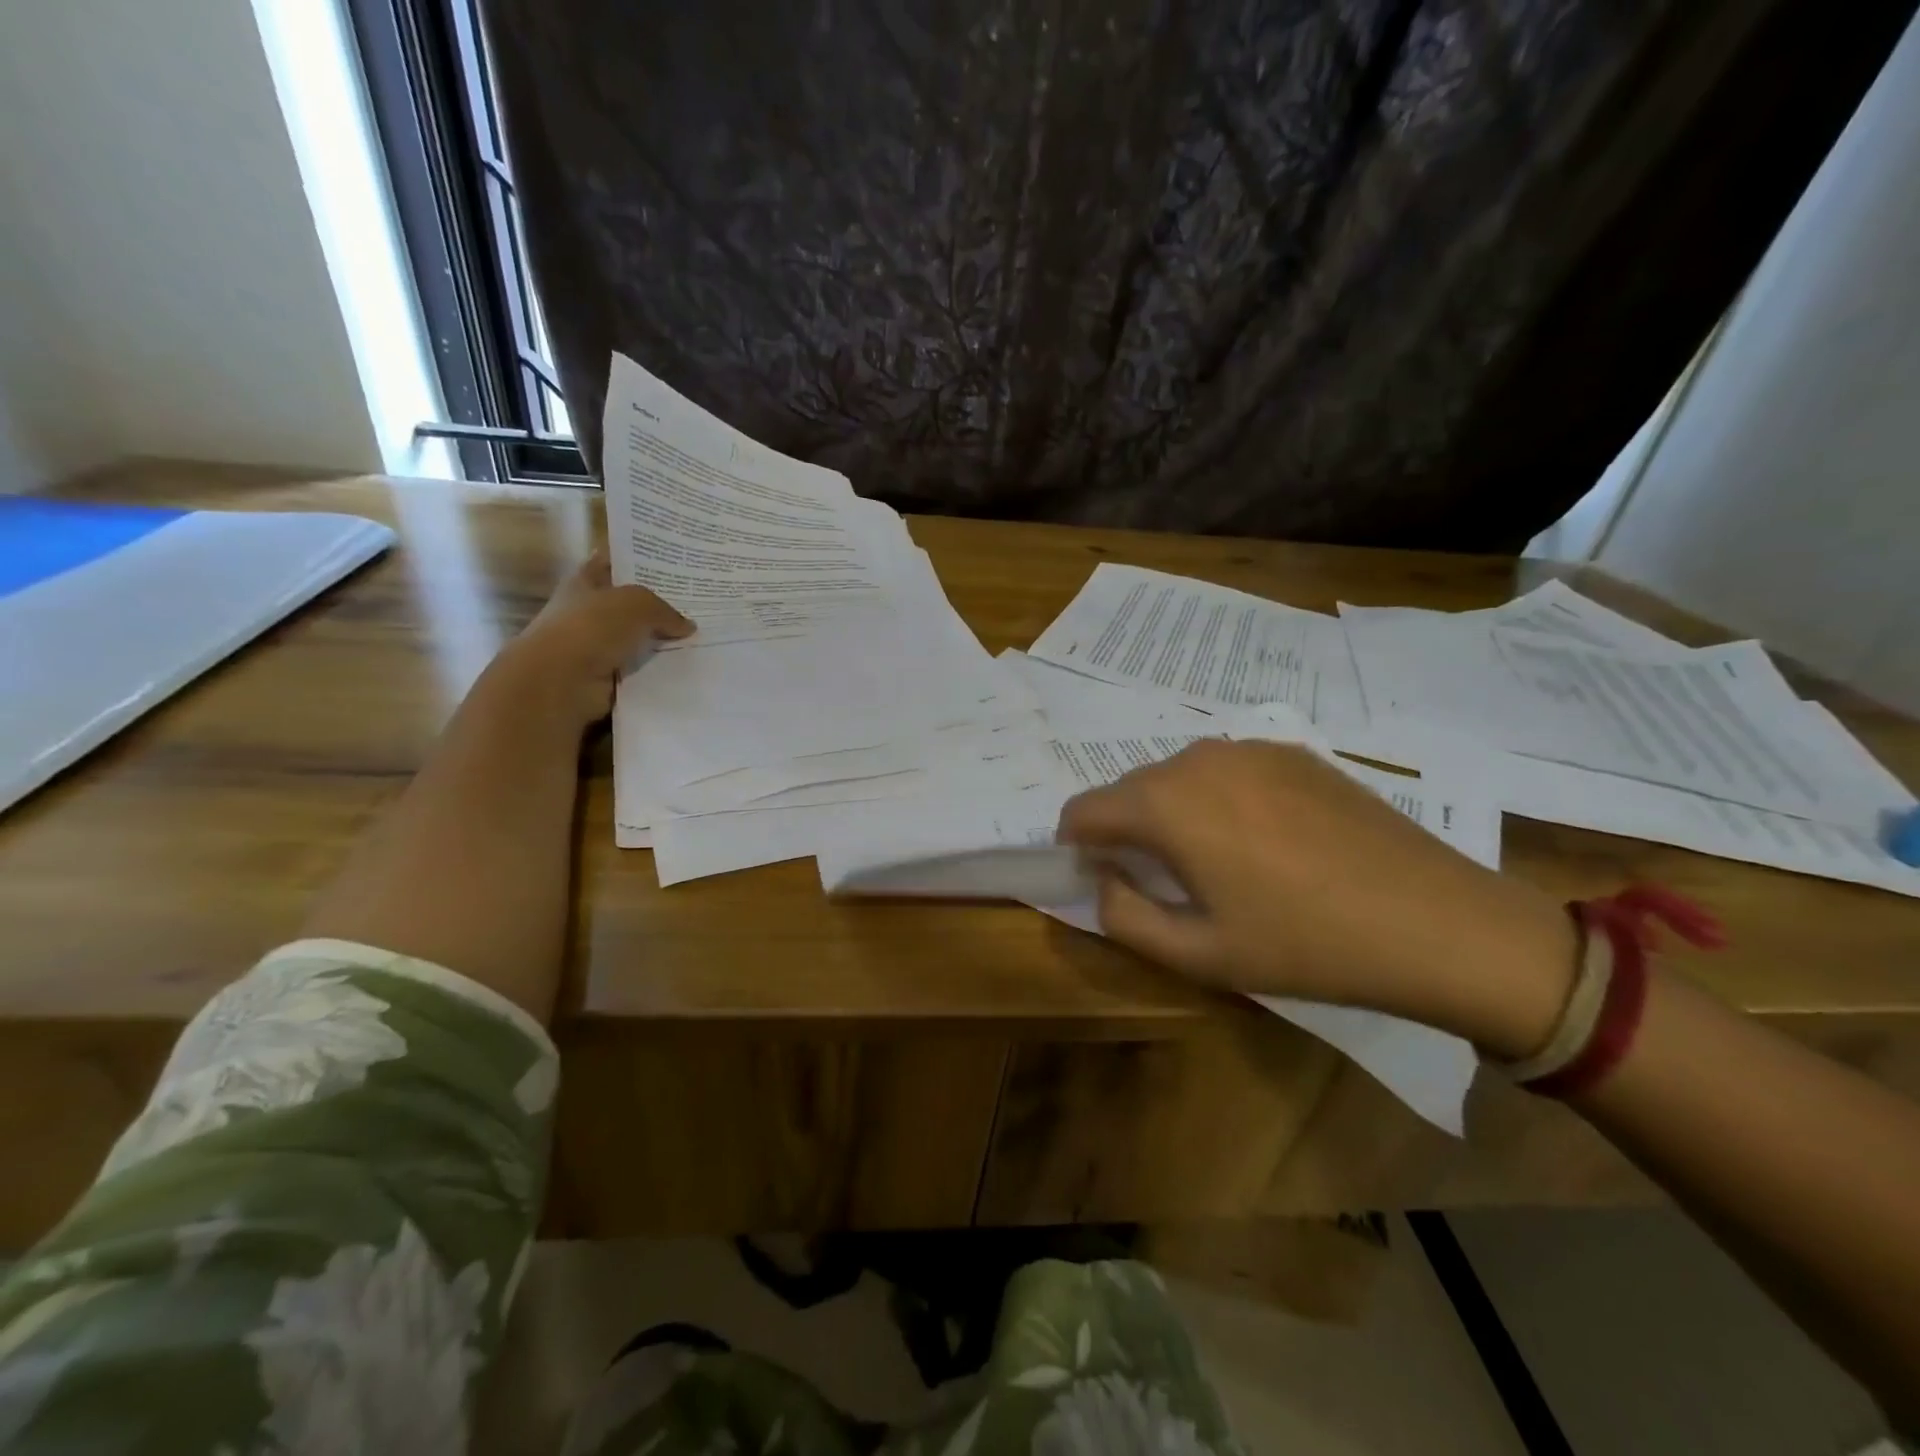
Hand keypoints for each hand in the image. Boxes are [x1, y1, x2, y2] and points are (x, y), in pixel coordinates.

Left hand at [486, 551, 693, 732]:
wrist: (562, 682)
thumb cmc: (591, 628)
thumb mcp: (637, 604)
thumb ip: (665, 611)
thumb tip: (687, 626)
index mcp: (585, 583)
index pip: (612, 563)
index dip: (637, 562)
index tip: (671, 565)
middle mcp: (589, 612)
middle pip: (630, 606)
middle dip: (659, 607)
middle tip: (698, 606)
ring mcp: (597, 647)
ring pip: (639, 641)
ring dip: (663, 644)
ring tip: (702, 641)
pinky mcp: (607, 678)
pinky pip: (641, 671)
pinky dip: (659, 672)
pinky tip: (688, 669)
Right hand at [1057, 740, 1577, 1057]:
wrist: (1436, 921)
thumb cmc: (1305, 944)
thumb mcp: (1198, 953)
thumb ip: (1124, 916)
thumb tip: (1103, 879)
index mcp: (1166, 802)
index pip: (1083, 809)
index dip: (1076, 845)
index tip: (1098, 878)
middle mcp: (1198, 759)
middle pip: (1129, 789)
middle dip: (1126, 830)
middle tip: (1161, 881)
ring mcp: (1250, 748)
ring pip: (1177, 777)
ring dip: (1172, 813)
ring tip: (1216, 862)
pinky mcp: (1293, 751)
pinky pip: (1226, 770)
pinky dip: (1217, 799)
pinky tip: (1264, 840)